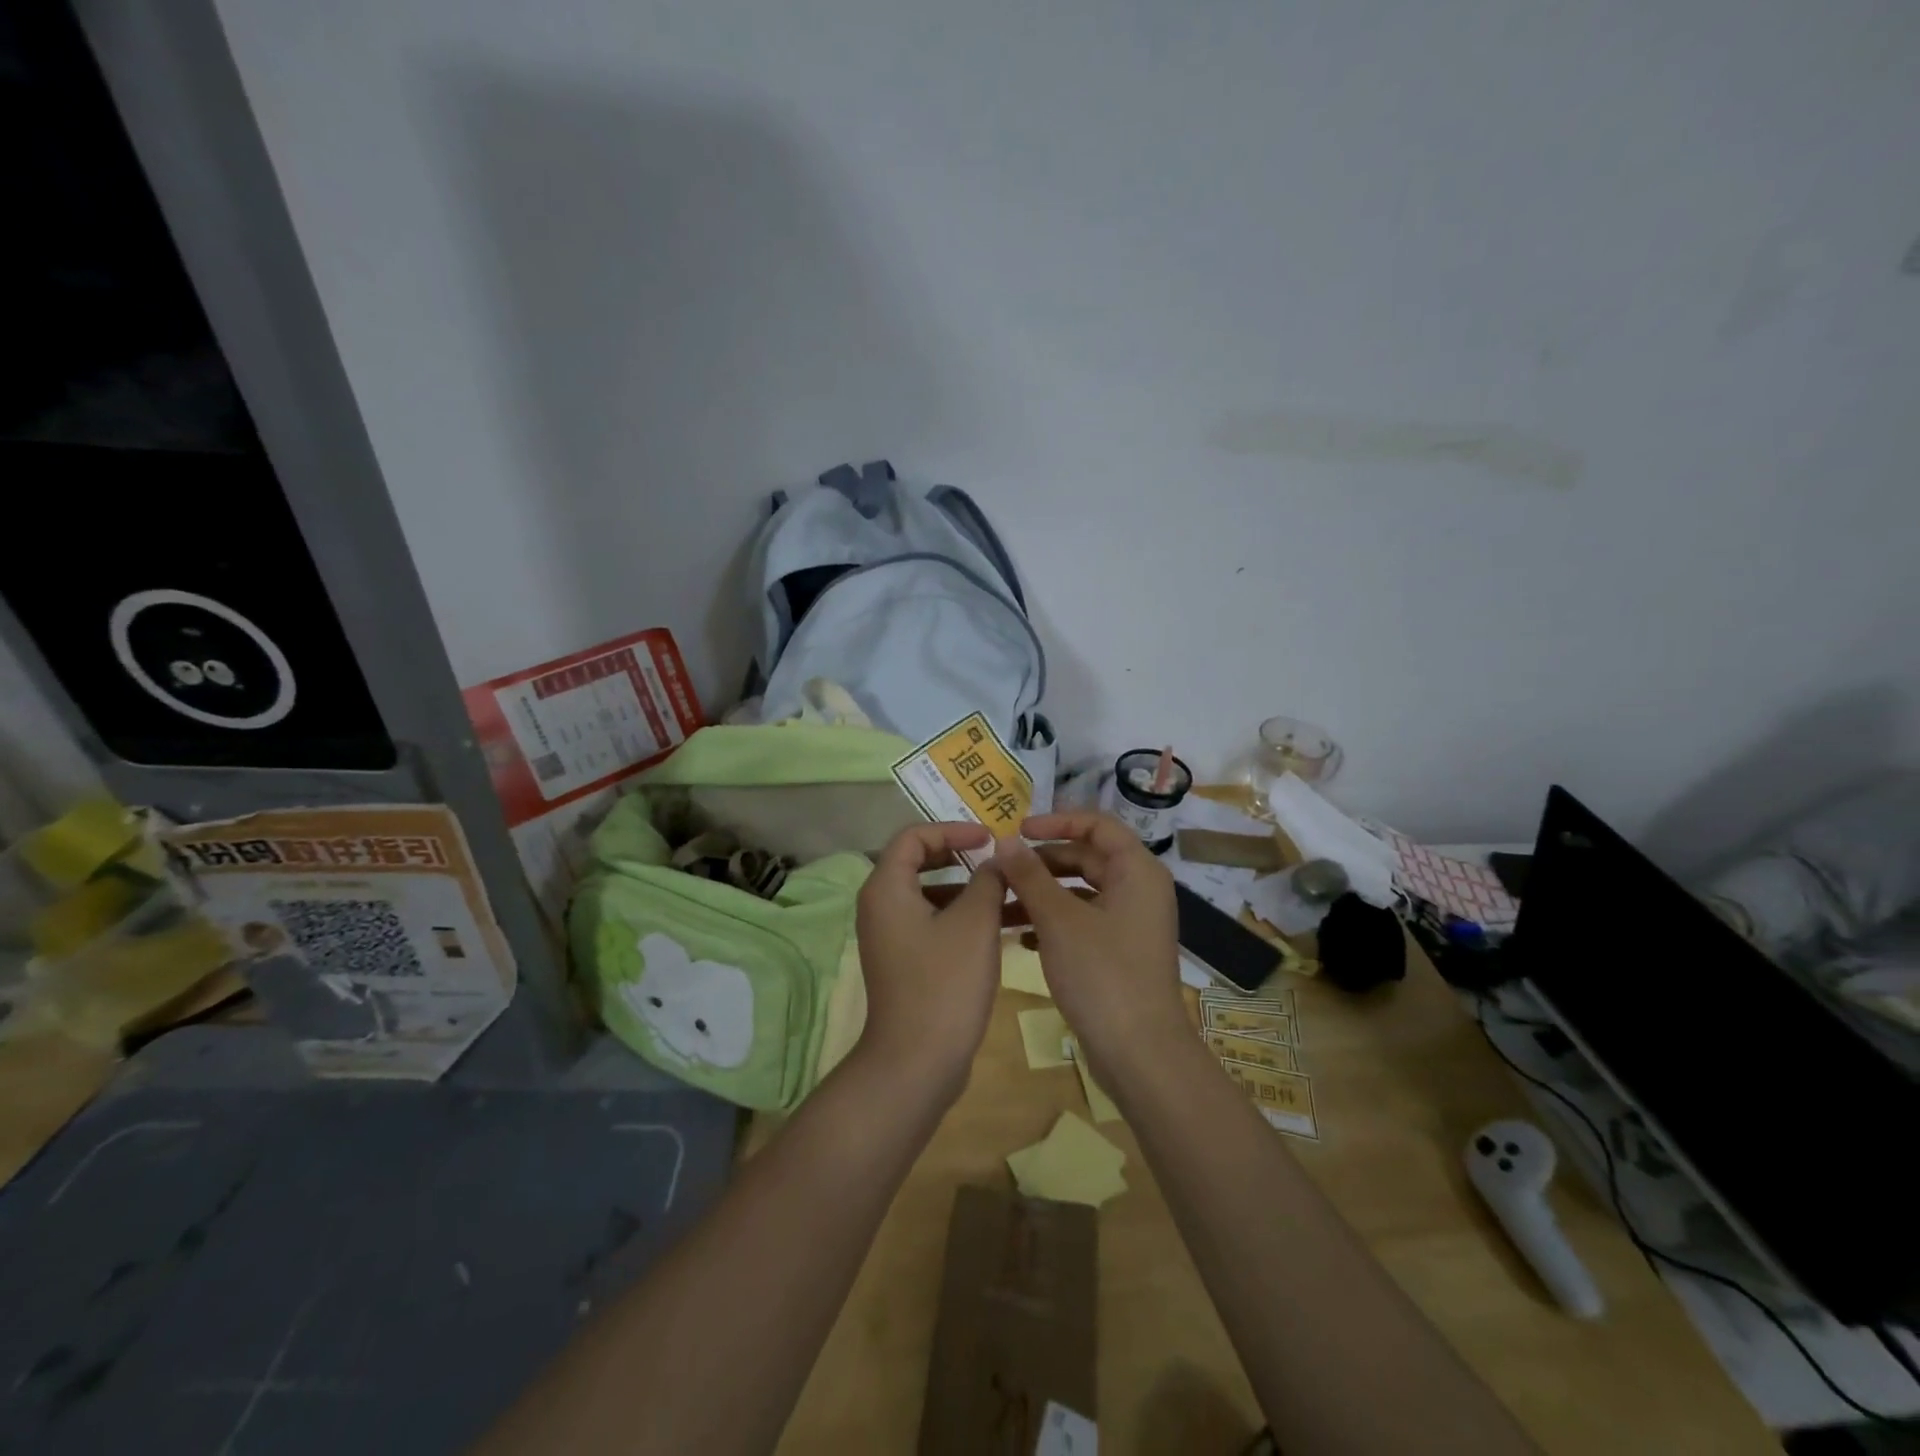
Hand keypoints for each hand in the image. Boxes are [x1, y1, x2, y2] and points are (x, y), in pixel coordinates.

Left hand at [853, 823, 1006, 1102]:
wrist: (917, 1061)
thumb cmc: (945, 983)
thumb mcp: (975, 923)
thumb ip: (988, 879)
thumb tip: (997, 858)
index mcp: (886, 887)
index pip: (914, 836)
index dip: (953, 829)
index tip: (989, 839)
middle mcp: (880, 906)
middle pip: (919, 862)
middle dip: (960, 856)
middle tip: (996, 858)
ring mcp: (890, 936)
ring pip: (930, 895)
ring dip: (967, 889)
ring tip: (1008, 893)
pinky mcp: (904, 961)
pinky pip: (932, 923)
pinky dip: (961, 917)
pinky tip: (1000, 926)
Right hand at [993, 813, 1185, 1077]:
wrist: (1139, 1054)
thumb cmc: (1102, 975)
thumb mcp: (1058, 920)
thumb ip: (1029, 875)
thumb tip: (1004, 841)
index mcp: (1136, 871)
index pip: (1096, 824)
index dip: (1056, 821)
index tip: (1017, 830)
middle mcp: (1139, 890)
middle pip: (1086, 857)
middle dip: (1042, 861)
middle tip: (1001, 869)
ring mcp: (1131, 923)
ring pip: (1081, 892)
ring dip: (1042, 894)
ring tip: (1001, 903)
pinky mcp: (1120, 952)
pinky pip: (1083, 921)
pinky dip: (1053, 922)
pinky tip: (1019, 937)